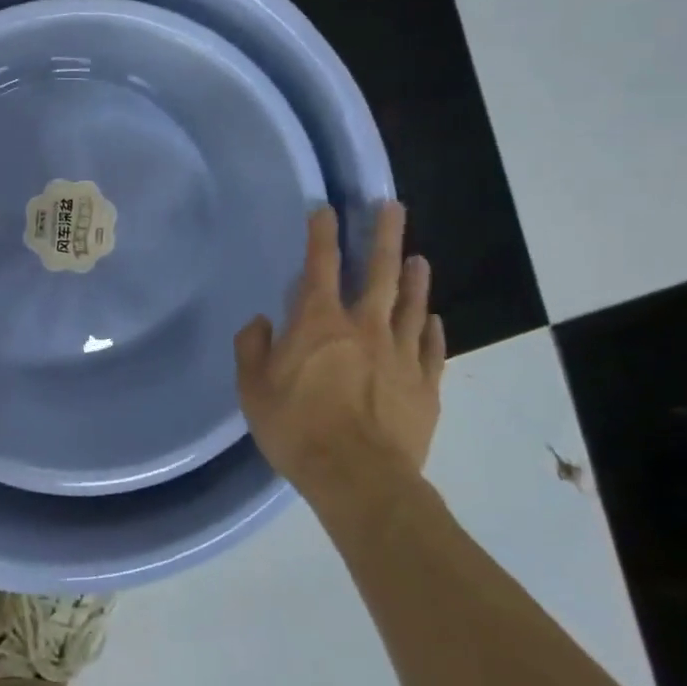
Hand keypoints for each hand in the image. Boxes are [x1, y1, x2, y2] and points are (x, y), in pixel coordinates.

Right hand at [234, 202, 446, 502]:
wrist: (360, 479)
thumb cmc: (298, 429)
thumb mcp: (253, 390)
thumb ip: (251, 349)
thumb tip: (261, 322)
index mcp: (320, 323)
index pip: (320, 265)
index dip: (323, 233)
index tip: (326, 208)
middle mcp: (364, 327)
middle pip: (380, 272)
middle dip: (385, 236)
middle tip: (394, 206)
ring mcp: (401, 355)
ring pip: (412, 306)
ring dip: (415, 279)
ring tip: (419, 258)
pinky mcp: (425, 386)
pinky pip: (432, 349)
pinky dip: (433, 329)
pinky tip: (435, 319)